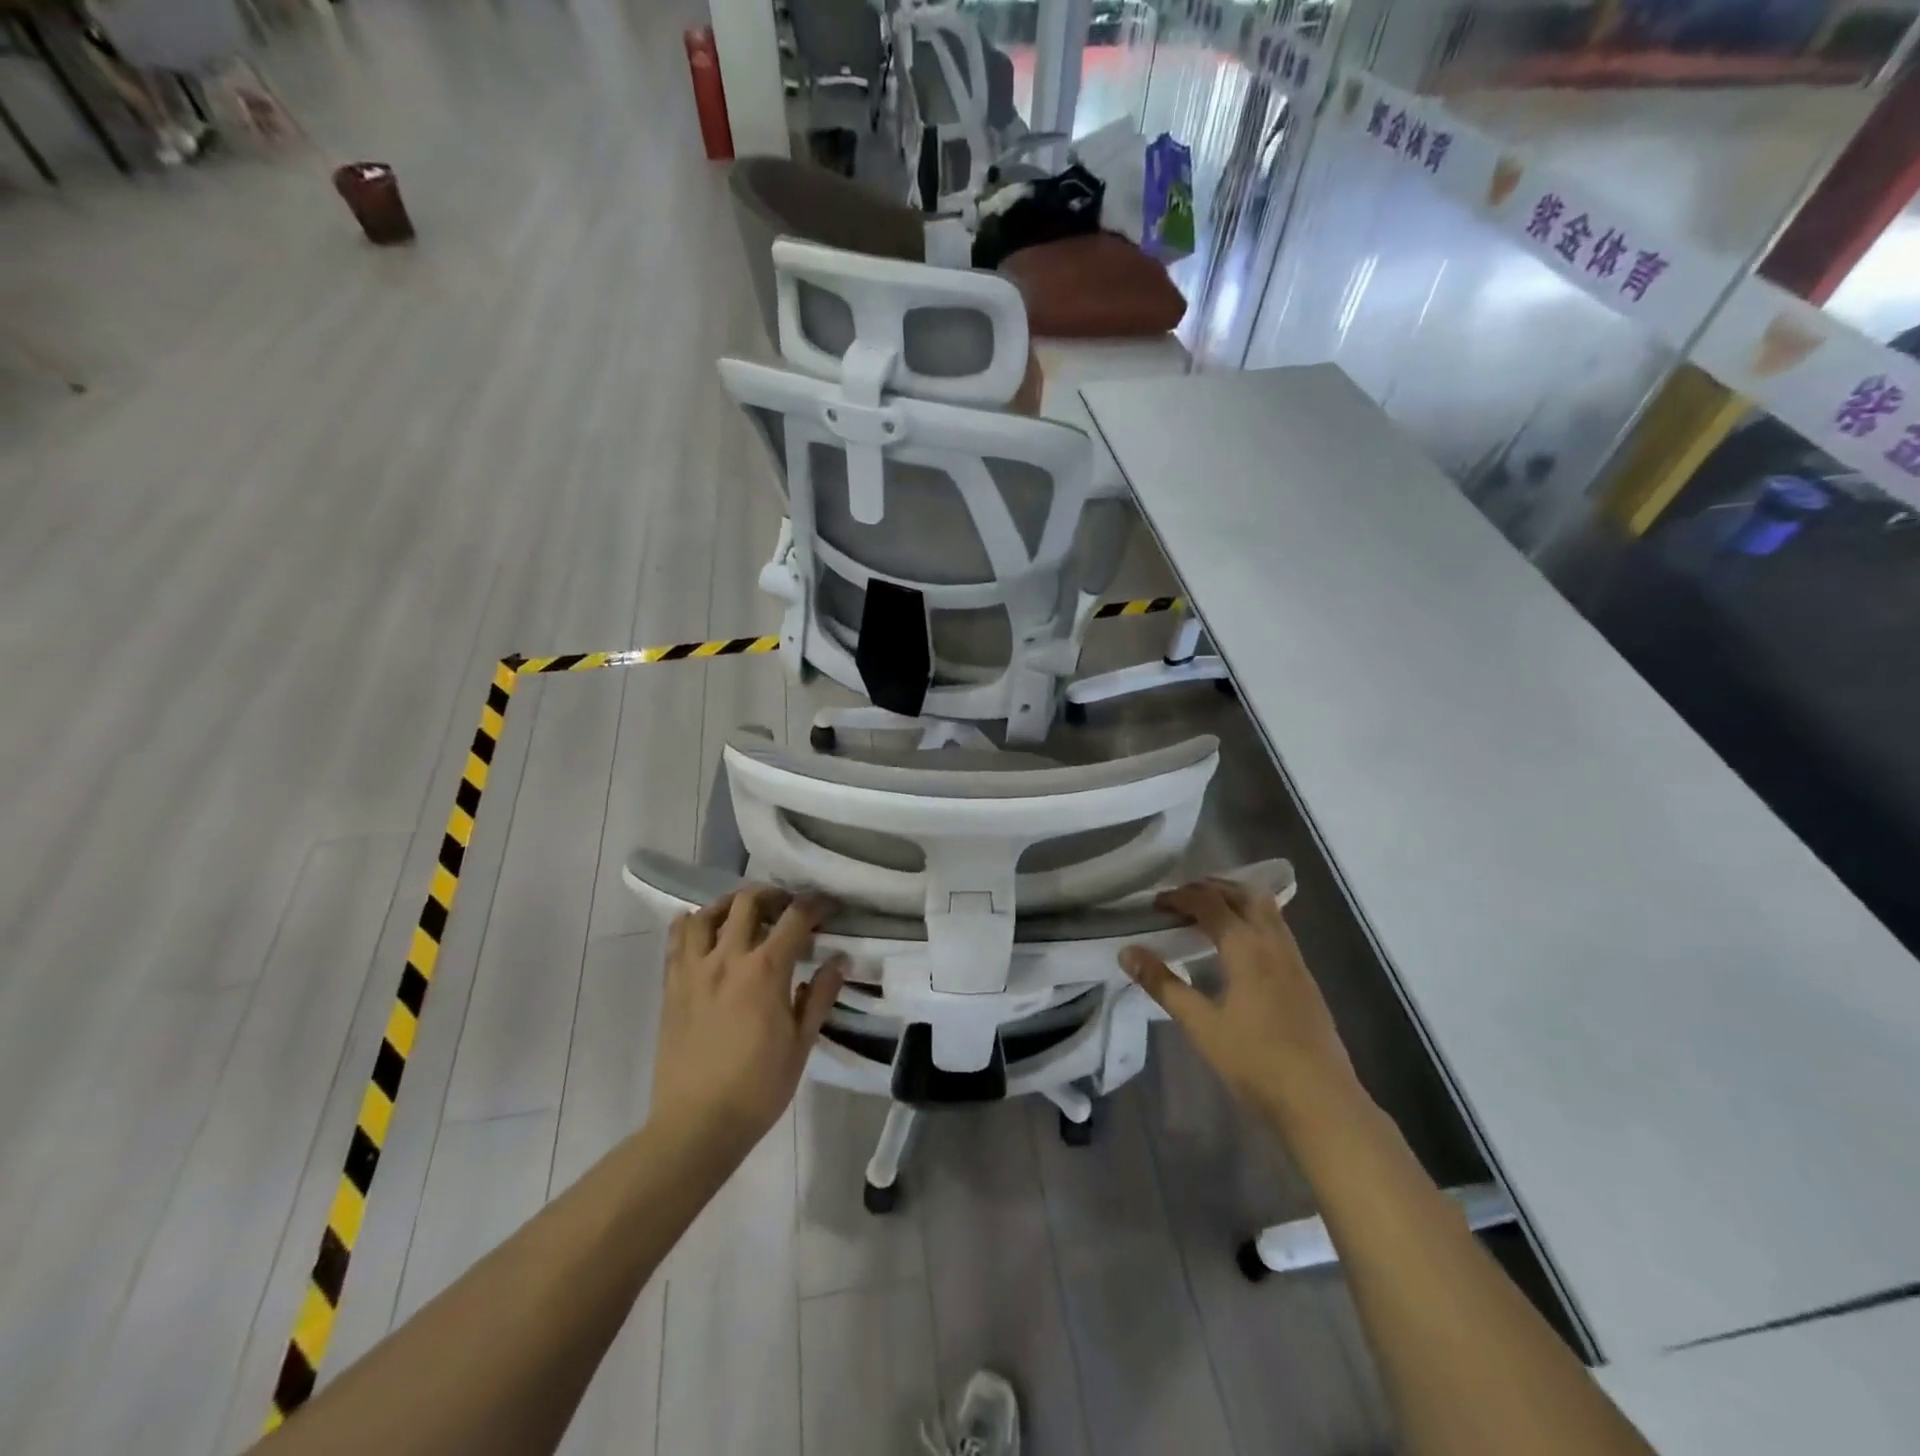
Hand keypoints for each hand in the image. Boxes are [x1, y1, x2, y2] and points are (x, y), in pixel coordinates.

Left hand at [652, 886, 847, 1147]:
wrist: (697, 1124)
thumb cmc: (758, 1087)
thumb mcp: (801, 1043)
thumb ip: (821, 995)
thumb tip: (839, 960)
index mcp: (765, 970)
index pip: (795, 917)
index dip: (816, 904)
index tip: (828, 907)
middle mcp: (727, 958)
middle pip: (748, 902)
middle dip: (773, 895)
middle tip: (786, 908)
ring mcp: (694, 970)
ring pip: (707, 913)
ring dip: (730, 904)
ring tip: (743, 914)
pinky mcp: (671, 986)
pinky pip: (676, 939)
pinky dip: (692, 924)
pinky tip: (704, 931)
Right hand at [1121, 878, 1357, 1126]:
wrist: (1322, 1103)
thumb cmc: (1256, 1063)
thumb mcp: (1201, 1025)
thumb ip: (1163, 984)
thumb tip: (1128, 952)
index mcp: (1247, 948)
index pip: (1210, 903)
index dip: (1180, 896)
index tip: (1155, 904)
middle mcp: (1274, 943)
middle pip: (1244, 894)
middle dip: (1210, 888)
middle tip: (1180, 900)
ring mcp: (1295, 960)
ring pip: (1266, 908)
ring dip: (1235, 899)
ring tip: (1207, 913)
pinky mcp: (1305, 978)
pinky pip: (1276, 928)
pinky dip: (1252, 918)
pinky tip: (1238, 945)